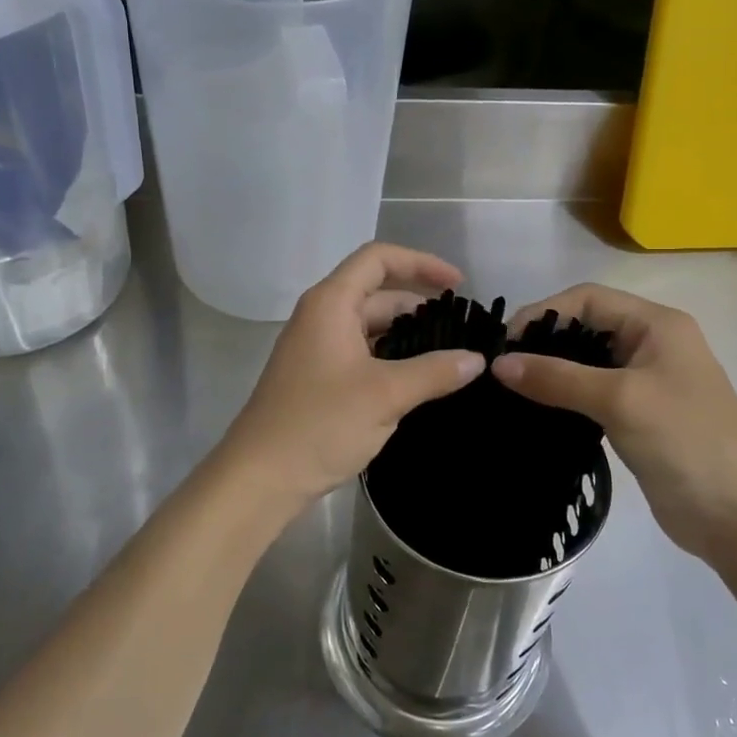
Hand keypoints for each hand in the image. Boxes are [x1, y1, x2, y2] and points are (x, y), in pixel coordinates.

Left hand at [210, 244, 485, 533]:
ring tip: (448, 354)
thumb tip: (476, 359)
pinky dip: (390, 357)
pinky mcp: (318, 377)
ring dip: (407, 334)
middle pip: (376, 293)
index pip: (378, 259)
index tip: (458, 285)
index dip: (421, 263)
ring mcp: (317, 347)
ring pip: (370, 326)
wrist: (261, 477)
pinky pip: (361, 352)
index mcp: (331, 303)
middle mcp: (321, 316)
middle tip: (461, 329)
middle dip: (419, 304)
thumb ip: (434, 372)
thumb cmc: (320, 424)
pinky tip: (418, 380)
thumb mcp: (385, 395)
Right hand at [490, 285, 736, 557]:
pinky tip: (536, 410)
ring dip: (551, 370)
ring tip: (511, 389)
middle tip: (502, 368)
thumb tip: (498, 365)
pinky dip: (564, 396)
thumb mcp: (619, 401)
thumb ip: (558, 378)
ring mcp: (646, 381)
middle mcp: (651, 344)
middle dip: (544, 341)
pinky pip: (592, 393)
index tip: (505, 344)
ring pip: (586, 362)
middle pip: (586, 326)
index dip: (544, 312)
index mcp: (657, 325)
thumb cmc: (685, 442)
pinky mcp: (638, 415)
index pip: (588, 299)